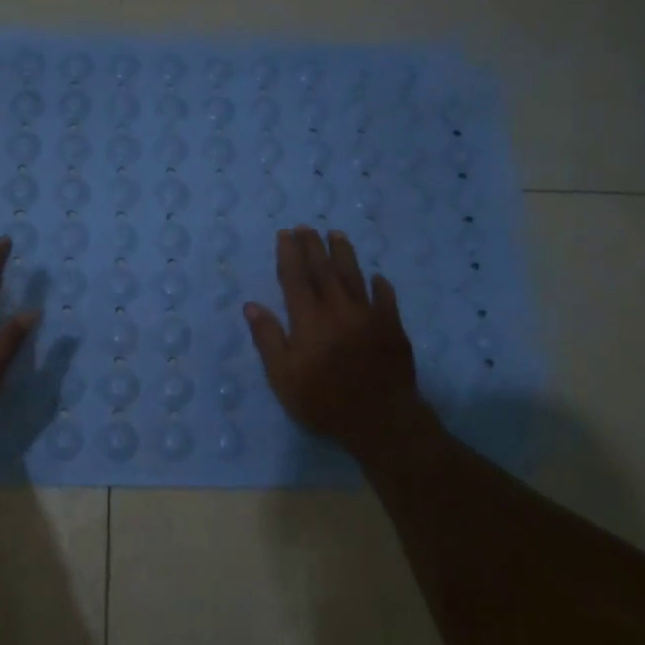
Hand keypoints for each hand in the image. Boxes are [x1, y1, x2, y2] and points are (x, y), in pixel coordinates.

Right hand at [244, 226, 420, 457]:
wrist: (380, 418)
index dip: (289, 255)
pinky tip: (377, 277)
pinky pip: (386, 299)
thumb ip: (268, 339)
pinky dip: (380, 286)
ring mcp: (369, 315)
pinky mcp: (392, 328)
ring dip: (344, 254)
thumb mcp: (283, 376)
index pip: (296, 278)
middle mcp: (338, 308)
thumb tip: (252, 306)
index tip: (285, 234)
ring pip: (354, 276)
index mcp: (309, 319)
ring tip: (336, 234)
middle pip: (324, 270)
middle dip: (313, 246)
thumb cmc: (323, 401)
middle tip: (306, 227)